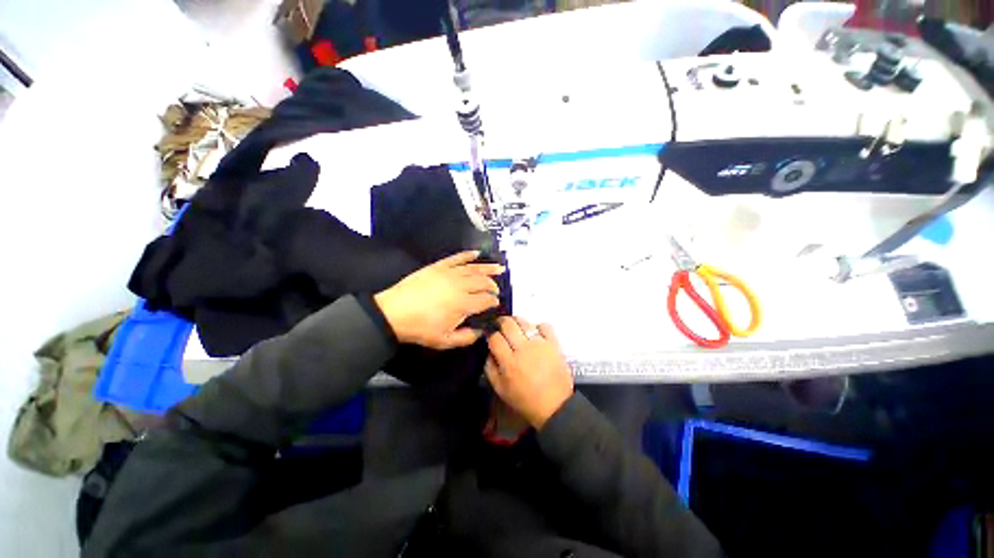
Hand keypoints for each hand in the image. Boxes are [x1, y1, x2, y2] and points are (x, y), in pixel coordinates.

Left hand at [374, 251, 503, 349]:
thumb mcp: (445, 341)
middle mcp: (460, 285)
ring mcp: (449, 273)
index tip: (496, 303)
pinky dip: (468, 255)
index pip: (486, 299)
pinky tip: (477, 254)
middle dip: (493, 285)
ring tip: (499, 268)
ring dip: (488, 268)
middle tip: (496, 290)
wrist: (394, 313)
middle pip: (483, 282)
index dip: (494, 301)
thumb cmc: (421, 328)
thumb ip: (467, 337)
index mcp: (464, 303)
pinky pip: (457, 258)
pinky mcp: (439, 266)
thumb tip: (481, 331)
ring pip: (474, 268)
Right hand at [486, 317, 573, 429]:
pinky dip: (539, 326)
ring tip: (516, 328)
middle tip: (501, 326)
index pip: (495, 337)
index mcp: (509, 362)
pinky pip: (545, 326)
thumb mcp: (500, 390)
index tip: (491, 336)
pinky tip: (535, 333)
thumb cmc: (525, 400)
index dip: (491, 334)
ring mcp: (539, 344)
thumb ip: (490, 368)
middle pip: (508, 324)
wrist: (555, 406)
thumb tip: (489, 351)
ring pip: (524, 322)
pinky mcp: (553, 344)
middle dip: (501, 322)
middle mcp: (523, 349)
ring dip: (517, 322)